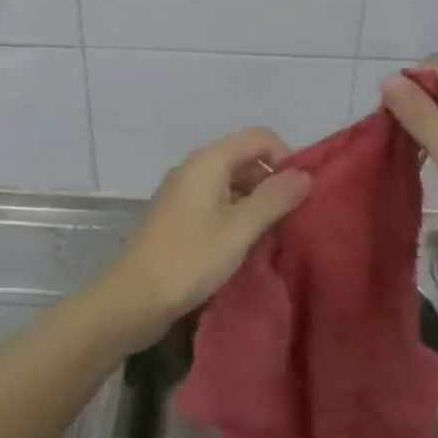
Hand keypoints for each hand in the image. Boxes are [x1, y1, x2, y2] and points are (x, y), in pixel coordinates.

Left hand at [95, 127, 311, 348]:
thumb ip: (274, 198)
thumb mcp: (239, 229)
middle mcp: (196, 167)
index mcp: (209, 160)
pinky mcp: (181, 216)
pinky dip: (239, 215)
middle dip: (274, 181)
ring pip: (234, 182)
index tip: (300, 194)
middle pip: (246, 157)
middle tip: (294, 218)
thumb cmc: (188, 259)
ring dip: (258, 201)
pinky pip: (219, 202)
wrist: (132, 300)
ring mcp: (185, 192)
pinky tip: (249, 244)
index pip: (260, 137)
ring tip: (276, 234)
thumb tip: (305, 175)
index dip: (286, 158)